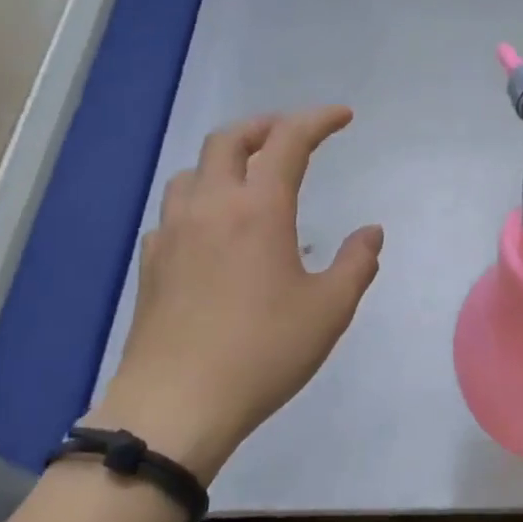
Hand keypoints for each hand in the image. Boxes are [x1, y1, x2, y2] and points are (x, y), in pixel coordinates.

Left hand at [92, 107, 383, 478]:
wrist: (176, 405)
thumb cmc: (263, 352)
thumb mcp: (329, 309)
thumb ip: (357, 263)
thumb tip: (370, 232)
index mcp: (258, 209)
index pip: (288, 141)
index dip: (318, 120)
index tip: (342, 116)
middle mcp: (210, 207)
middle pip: (229, 140)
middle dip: (265, 126)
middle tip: (292, 135)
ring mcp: (173, 233)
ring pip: (193, 171)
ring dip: (226, 160)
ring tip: (251, 178)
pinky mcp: (152, 263)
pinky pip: (175, 210)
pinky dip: (201, 200)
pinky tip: (214, 230)